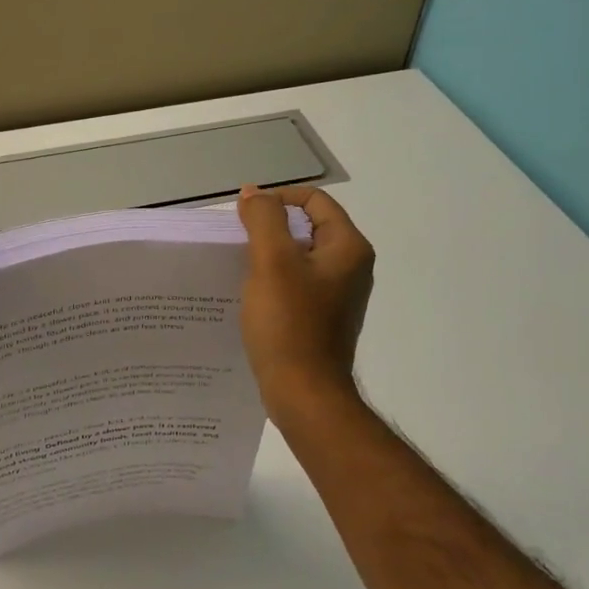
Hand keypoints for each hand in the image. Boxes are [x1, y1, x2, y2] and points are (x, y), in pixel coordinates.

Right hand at [236, 184, 374, 423]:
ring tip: (238, 267)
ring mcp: (338, 294)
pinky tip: (250, 295)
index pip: (314, 201)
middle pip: (307, 227)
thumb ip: (264, 219)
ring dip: (269, 255)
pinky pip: (297, 284)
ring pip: (299, 257)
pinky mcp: (323, 317)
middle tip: (237, 241)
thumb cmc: (289, 324)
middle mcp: (351, 266)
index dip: (277, 199)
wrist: (304, 393)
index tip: (243, 215)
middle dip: (270, 228)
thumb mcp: (271, 262)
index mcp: (348, 247)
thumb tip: (254, 194)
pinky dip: (274, 281)